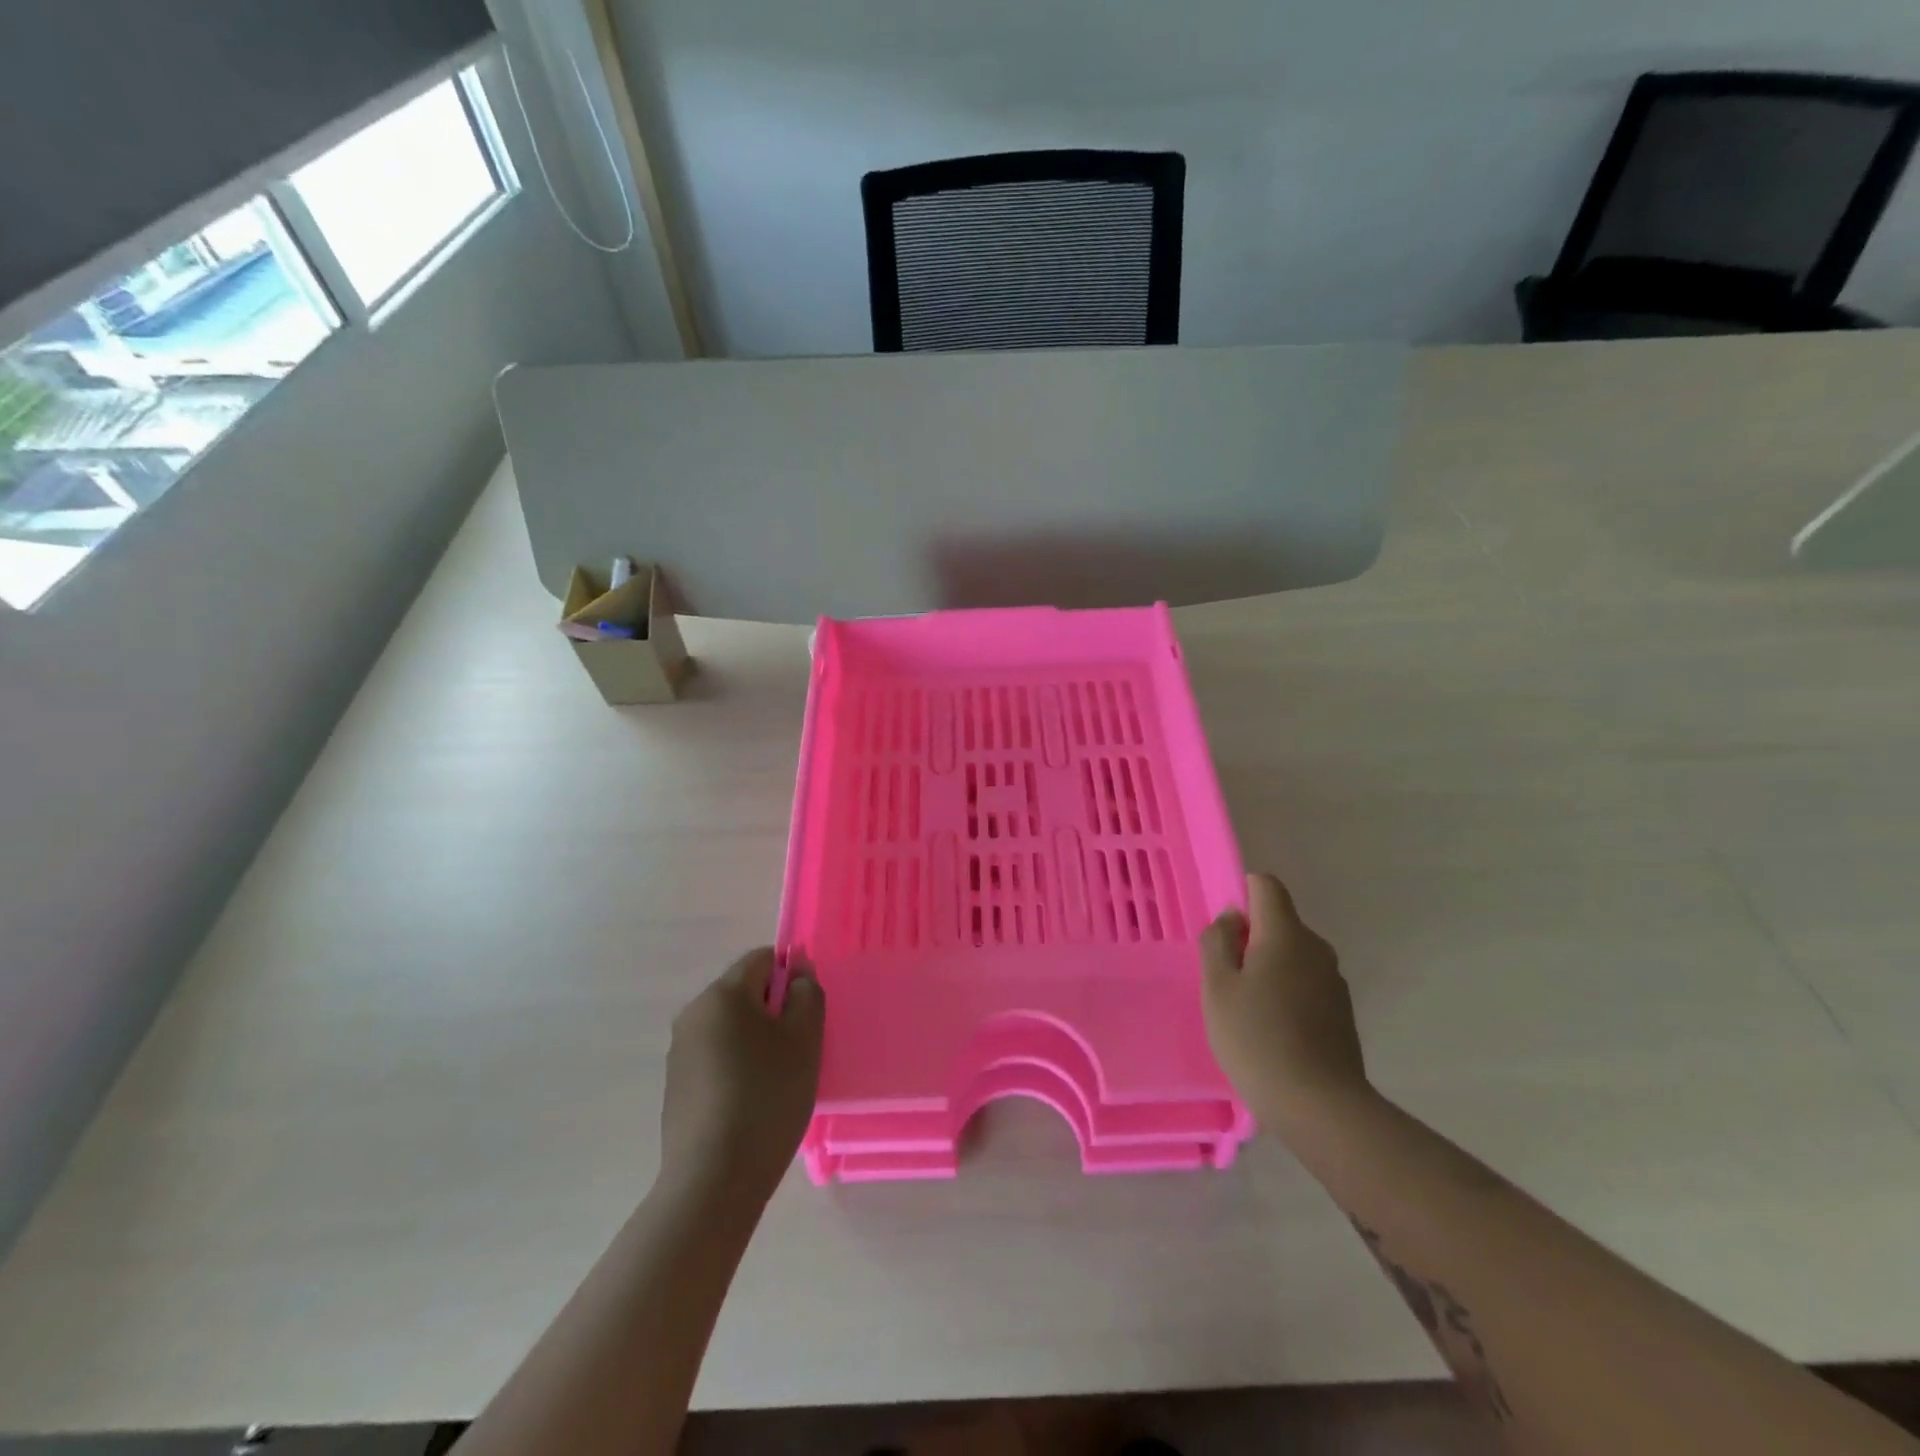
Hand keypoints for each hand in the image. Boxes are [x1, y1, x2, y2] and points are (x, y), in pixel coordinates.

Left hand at [659, 949, 823, 1204]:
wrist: (713, 1180)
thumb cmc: (767, 1097)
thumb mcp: (804, 1039)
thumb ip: (807, 993)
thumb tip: (798, 971)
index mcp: (722, 994)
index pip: (762, 959)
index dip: (791, 976)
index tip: (806, 1015)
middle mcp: (693, 1013)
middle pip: (744, 992)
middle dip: (774, 1010)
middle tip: (798, 1049)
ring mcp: (679, 1051)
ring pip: (730, 1026)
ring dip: (756, 1039)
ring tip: (777, 1079)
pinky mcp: (676, 1084)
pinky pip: (716, 1055)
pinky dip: (737, 1065)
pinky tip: (752, 1101)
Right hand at [1201, 873, 1369, 1130]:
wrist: (1319, 1106)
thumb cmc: (1256, 1037)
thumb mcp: (1217, 986)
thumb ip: (1218, 941)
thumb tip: (1233, 918)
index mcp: (1286, 934)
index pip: (1266, 885)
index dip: (1242, 894)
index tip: (1224, 931)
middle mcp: (1316, 948)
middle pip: (1279, 923)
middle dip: (1251, 939)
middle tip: (1225, 979)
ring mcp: (1334, 982)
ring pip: (1292, 956)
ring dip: (1268, 969)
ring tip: (1247, 1010)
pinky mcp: (1341, 1013)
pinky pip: (1306, 984)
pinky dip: (1286, 994)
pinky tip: (1272, 1031)